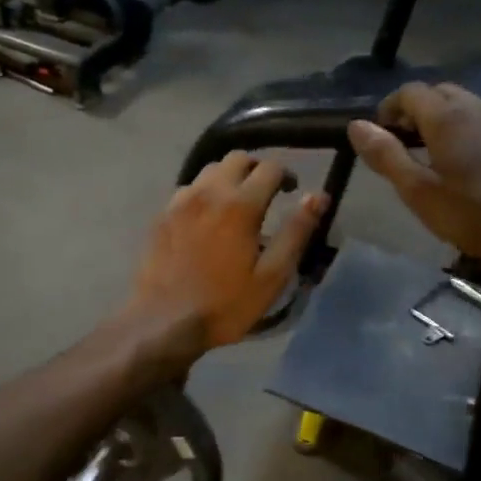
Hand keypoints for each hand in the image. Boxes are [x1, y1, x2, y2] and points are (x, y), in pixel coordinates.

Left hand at [126, 152, 325, 358]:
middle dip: (256, 168)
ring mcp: (180, 201)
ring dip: (228, 177)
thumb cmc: (225, 304)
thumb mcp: (272, 275)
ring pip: (210, 169)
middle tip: (266, 193)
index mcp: (240, 204)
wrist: (163, 322)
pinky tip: (207, 219)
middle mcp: (208, 191)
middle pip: (237, 158)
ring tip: (236, 205)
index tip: (291, 192)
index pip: (270, 167)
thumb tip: (318, 196)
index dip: (286, 175)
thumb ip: (296, 231)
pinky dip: (204, 193)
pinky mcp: (162, 214)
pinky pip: (188, 189)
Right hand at [348, 82, 480, 263]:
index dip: (390, 108)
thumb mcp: (420, 192)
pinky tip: (478, 166)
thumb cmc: (477, 214)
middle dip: (418, 110)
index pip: (409, 92)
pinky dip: (474, 133)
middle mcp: (477, 107)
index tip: (382, 134)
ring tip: (440, 155)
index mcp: (446, 116)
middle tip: (407, 143)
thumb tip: (356, 125)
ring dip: (447, 120)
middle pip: (440, 93)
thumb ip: (386, 155)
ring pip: (468, 107)